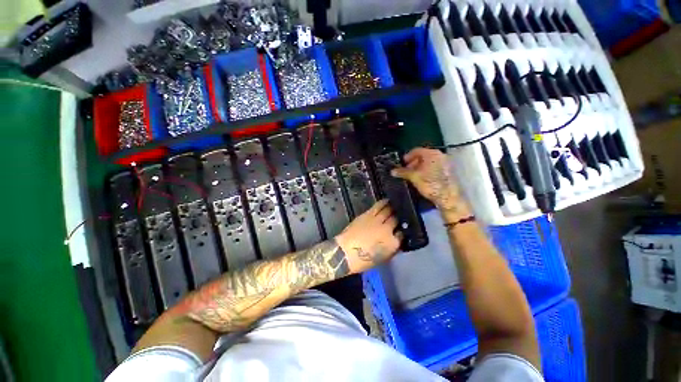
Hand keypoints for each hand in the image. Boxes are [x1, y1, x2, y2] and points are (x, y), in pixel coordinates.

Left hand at [335, 200, 400, 273]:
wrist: (346, 252)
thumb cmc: (363, 261)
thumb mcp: (382, 258)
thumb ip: (392, 248)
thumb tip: (396, 240)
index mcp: (393, 243)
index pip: (402, 234)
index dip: (402, 231)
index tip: (401, 230)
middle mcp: (388, 229)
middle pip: (396, 220)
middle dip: (398, 218)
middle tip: (399, 215)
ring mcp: (378, 220)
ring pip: (388, 210)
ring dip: (393, 207)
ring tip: (395, 204)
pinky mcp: (368, 214)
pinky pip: (378, 206)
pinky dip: (383, 202)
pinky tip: (386, 200)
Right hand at [391, 148, 470, 219]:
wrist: (448, 197)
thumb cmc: (430, 184)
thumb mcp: (413, 177)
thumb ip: (402, 172)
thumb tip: (393, 171)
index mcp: (432, 153)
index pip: (416, 150)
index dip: (407, 157)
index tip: (401, 163)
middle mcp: (440, 155)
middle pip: (423, 156)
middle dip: (412, 163)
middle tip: (406, 170)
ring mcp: (446, 163)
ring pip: (428, 162)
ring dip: (419, 167)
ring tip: (412, 176)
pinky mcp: (448, 171)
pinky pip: (434, 167)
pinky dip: (426, 171)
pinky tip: (421, 179)